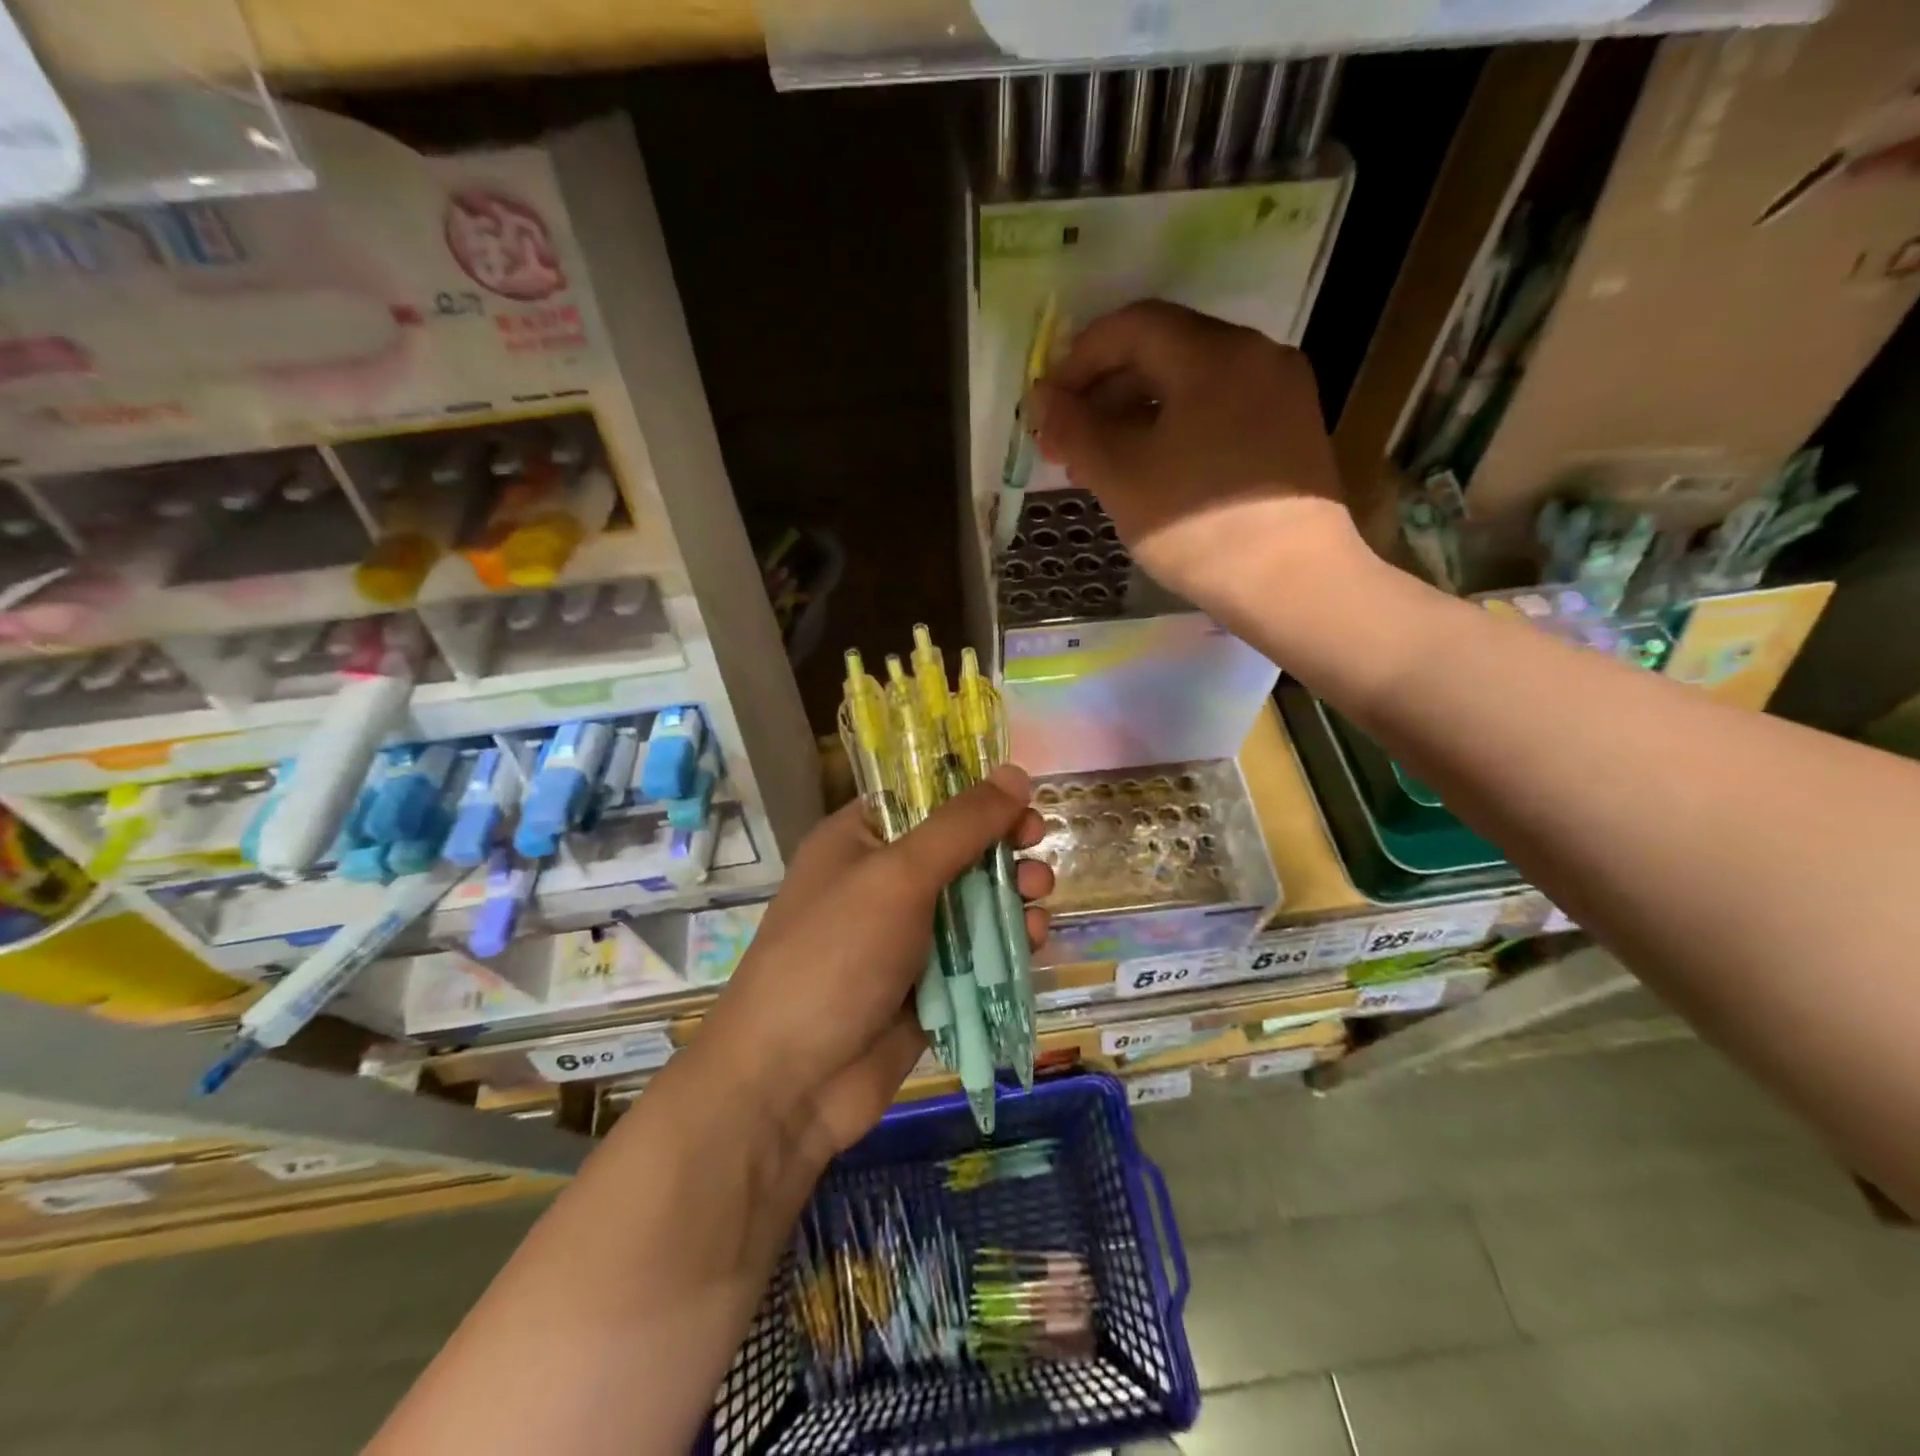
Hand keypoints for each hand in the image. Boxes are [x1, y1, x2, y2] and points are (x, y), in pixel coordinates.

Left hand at [696, 764, 1052, 1166]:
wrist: (791, 1082)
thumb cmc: (836, 955)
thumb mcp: (898, 875)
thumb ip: (961, 825)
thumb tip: (1015, 772)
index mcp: (859, 841)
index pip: (922, 798)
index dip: (973, 794)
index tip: (1020, 799)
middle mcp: (881, 883)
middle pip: (956, 850)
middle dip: (1000, 847)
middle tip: (1036, 846)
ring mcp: (904, 938)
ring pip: (973, 903)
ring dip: (1011, 894)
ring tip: (1038, 895)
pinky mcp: (927, 987)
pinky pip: (976, 955)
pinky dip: (1006, 945)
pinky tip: (1032, 942)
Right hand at [1029, 300, 1361, 614]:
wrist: (1293, 585)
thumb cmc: (1198, 528)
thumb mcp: (1122, 478)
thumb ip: (1075, 430)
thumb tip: (1043, 399)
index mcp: (1213, 354)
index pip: (1132, 326)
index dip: (1080, 359)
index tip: (1049, 404)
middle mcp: (1255, 355)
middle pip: (1164, 351)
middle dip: (1106, 392)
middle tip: (1068, 443)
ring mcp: (1281, 392)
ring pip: (1191, 384)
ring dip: (1137, 414)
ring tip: (1101, 465)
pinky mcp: (1291, 430)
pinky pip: (1220, 410)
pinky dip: (1176, 427)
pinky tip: (1152, 470)